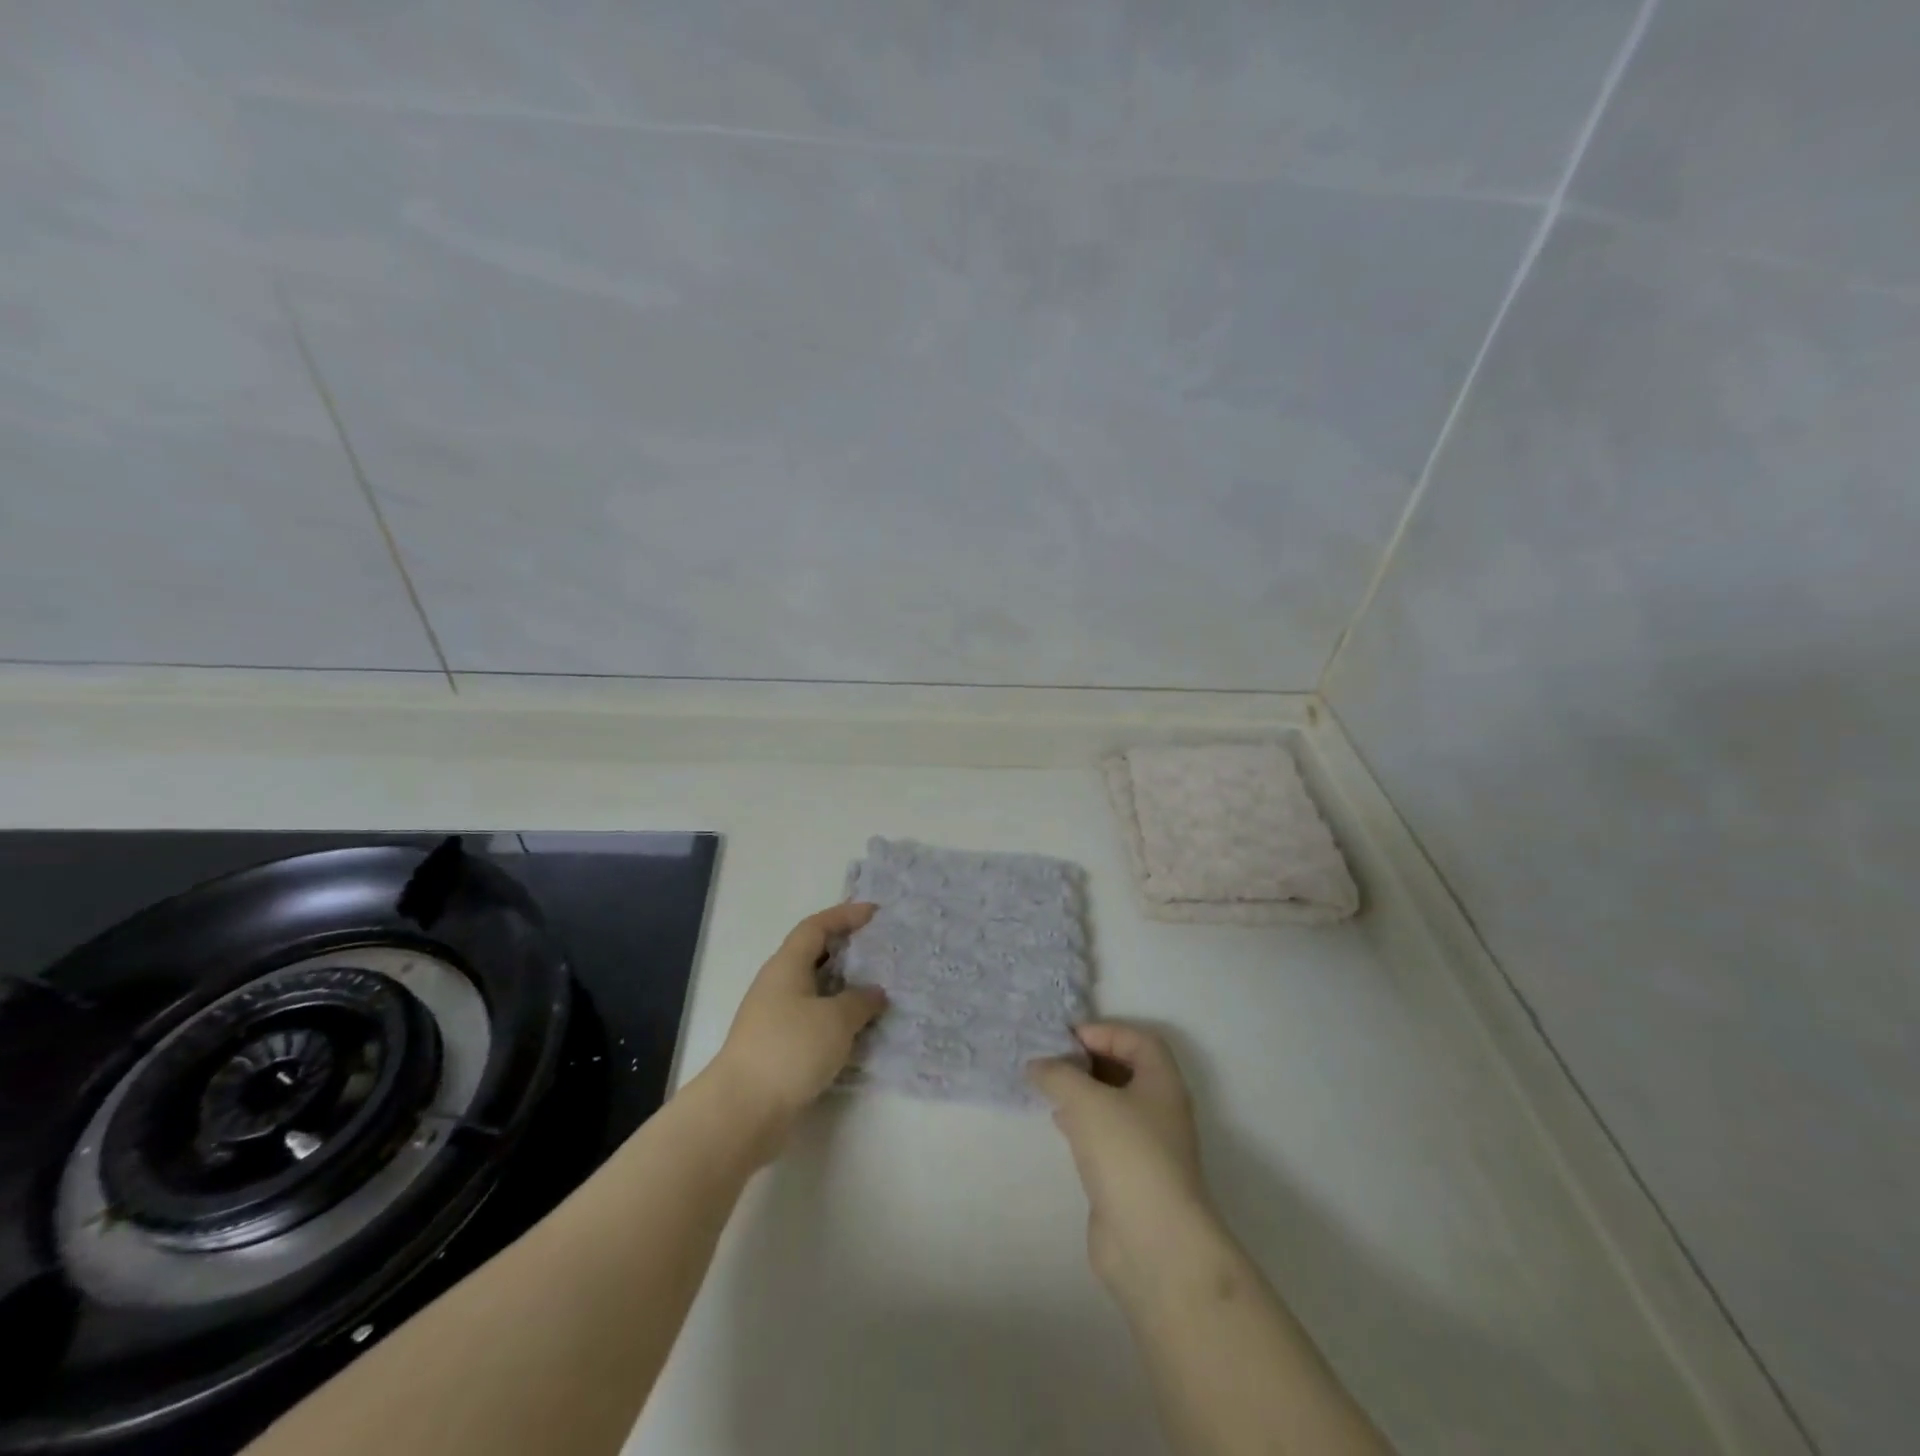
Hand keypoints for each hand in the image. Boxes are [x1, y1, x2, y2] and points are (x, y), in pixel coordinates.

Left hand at [709, 903, 886, 1155]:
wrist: (742, 1110)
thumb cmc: (789, 1050)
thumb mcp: (835, 1019)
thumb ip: (860, 1000)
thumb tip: (874, 993)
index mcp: (786, 966)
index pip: (816, 927)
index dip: (844, 915)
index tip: (874, 914)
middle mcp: (777, 985)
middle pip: (813, 956)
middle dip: (846, 951)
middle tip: (880, 952)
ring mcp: (774, 1018)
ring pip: (815, 991)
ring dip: (844, 988)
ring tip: (877, 992)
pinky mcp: (777, 1048)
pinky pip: (812, 1020)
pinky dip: (836, 1018)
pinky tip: (858, 1031)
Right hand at [1028, 1023, 1213, 1294]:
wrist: (1153, 1244)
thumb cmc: (1128, 1155)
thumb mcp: (1087, 1101)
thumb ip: (1058, 1075)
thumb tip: (1037, 1065)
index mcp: (1162, 1083)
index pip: (1138, 1040)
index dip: (1104, 1031)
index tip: (1067, 1038)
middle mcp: (1160, 1110)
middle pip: (1125, 1070)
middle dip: (1089, 1060)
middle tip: (1052, 1059)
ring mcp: (1147, 1146)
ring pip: (1113, 1104)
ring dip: (1083, 1092)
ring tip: (1049, 1087)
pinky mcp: (1130, 1176)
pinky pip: (1105, 1135)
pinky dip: (1082, 1122)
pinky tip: (1058, 1122)